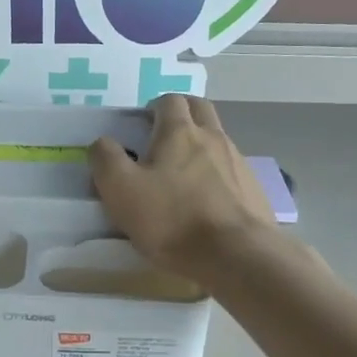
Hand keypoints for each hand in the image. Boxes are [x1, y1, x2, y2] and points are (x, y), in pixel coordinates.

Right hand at [90, 94, 275, 281]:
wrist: (237, 256)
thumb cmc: (172, 219)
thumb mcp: (121, 190)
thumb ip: (106, 159)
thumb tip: (103, 142)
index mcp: (179, 132)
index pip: (169, 100)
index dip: (153, 107)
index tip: (141, 127)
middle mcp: (213, 138)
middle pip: (200, 108)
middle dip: (182, 114)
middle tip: (163, 138)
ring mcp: (238, 162)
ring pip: (218, 138)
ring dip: (201, 144)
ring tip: (183, 175)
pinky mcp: (254, 189)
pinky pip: (232, 169)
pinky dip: (217, 173)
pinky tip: (207, 200)